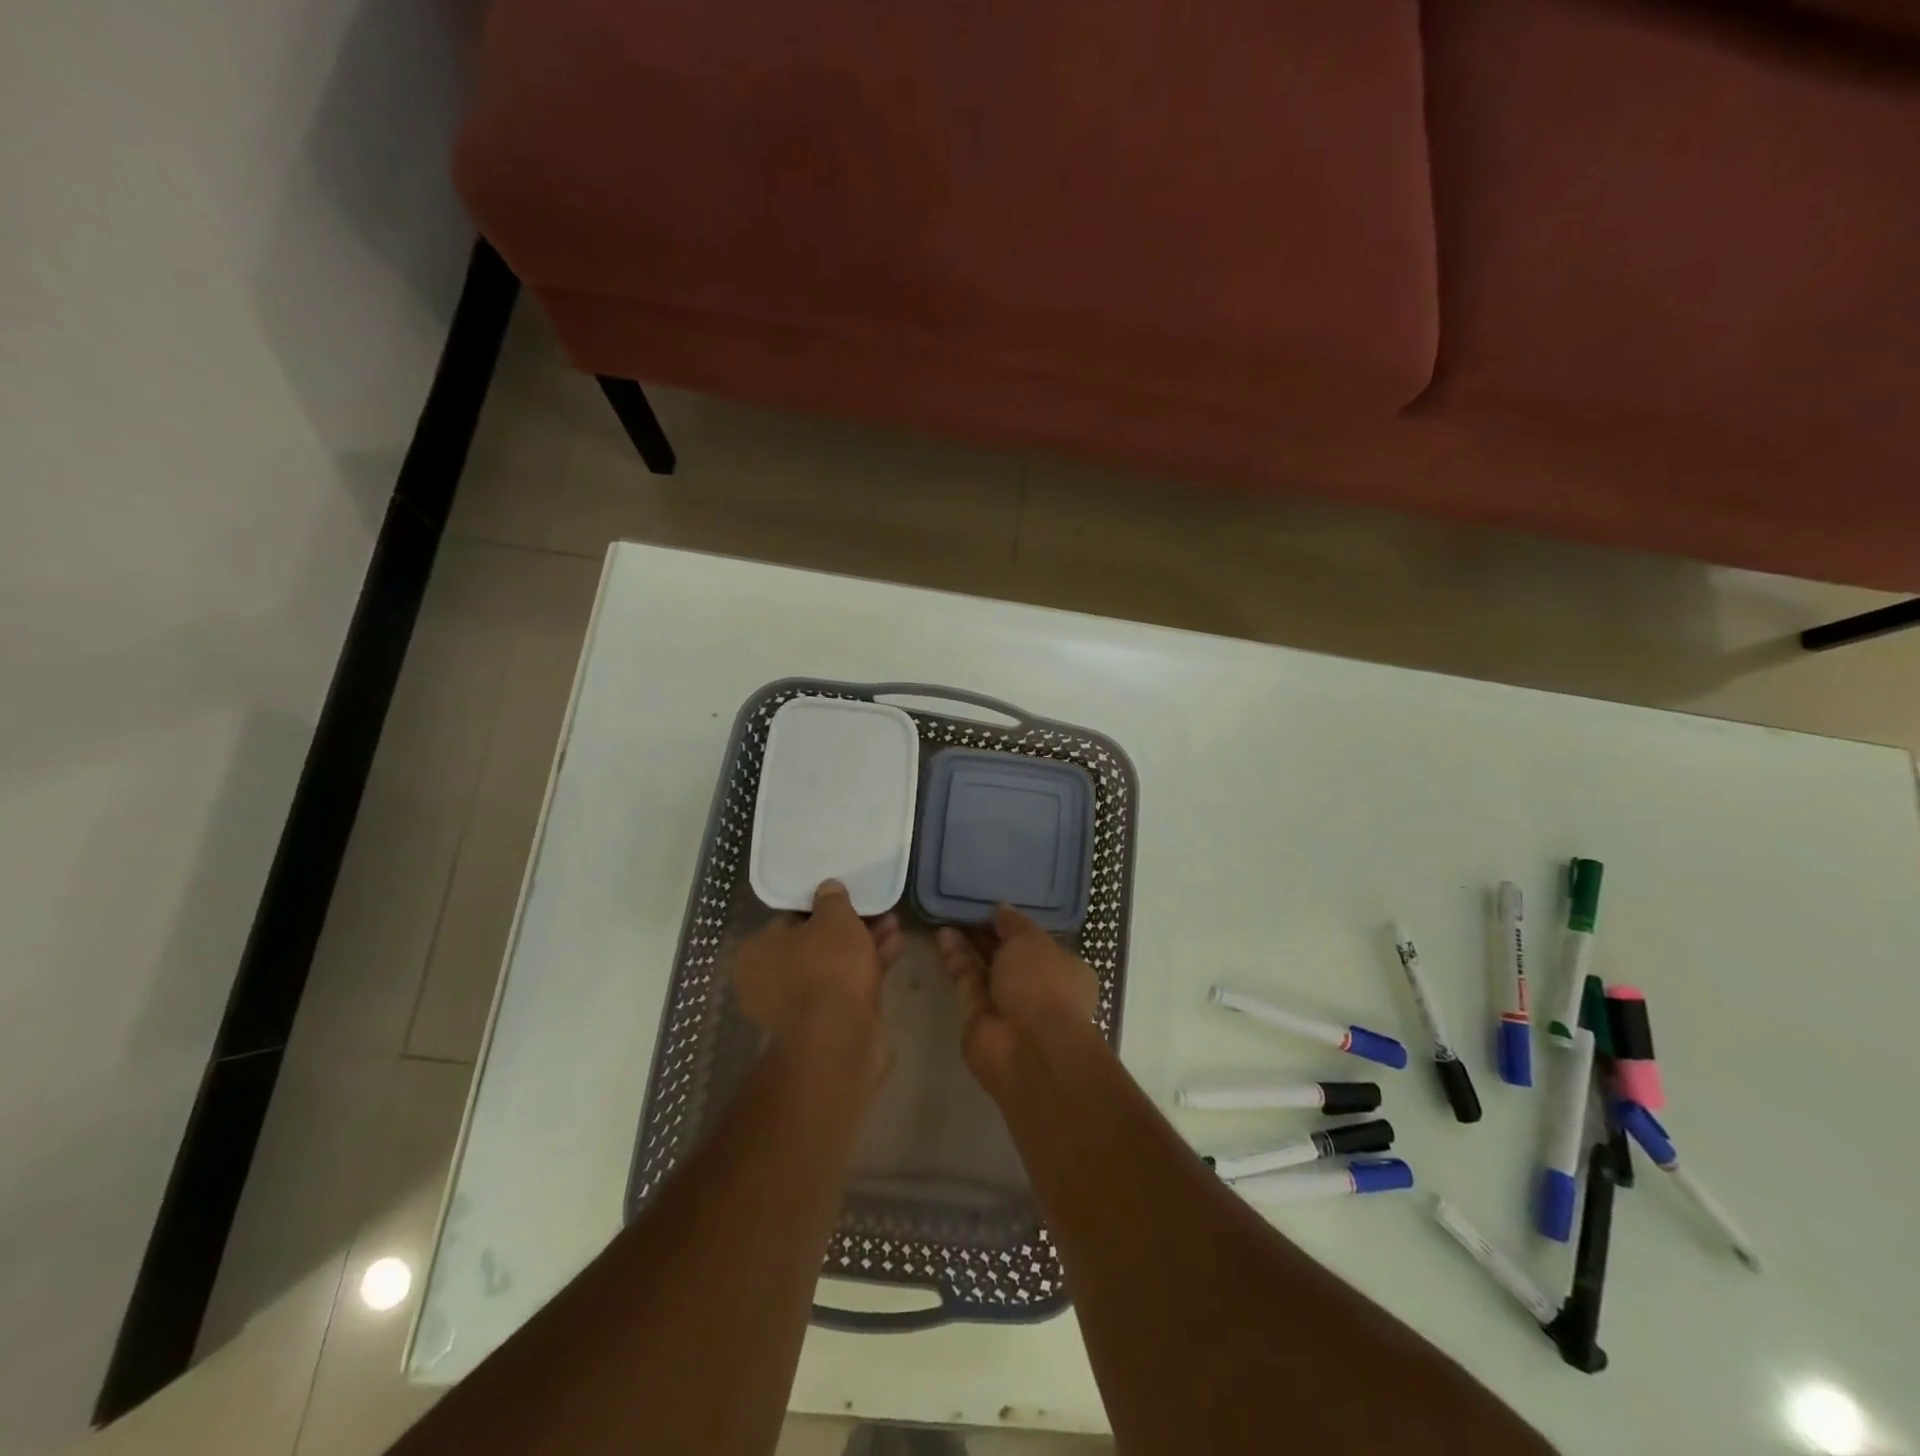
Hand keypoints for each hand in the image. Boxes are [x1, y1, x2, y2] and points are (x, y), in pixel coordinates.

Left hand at [733, 881, 903, 1073]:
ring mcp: (796, 1006)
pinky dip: (868, 967)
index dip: (819, 908)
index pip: (787, 920)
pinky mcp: (824, 1024)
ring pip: (833, 966)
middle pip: (813, 944)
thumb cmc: (827, 967)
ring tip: (894, 924)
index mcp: (755, 952)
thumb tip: (828, 888)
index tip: (844, 900)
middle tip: (875, 910)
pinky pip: (845, 986)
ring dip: (863, 945)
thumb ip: (832, 899)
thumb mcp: (834, 918)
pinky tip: (896, 946)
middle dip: (848, 928)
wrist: (840, 1038)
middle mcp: (767, 980)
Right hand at [935, 905, 1099, 1092]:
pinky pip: (967, 982)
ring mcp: (1007, 1005)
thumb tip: (1001, 908)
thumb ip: (1013, 923)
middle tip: (962, 908)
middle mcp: (1037, 987)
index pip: (1037, 942)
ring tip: (946, 916)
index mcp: (1063, 969)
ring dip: (967, 945)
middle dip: (986, 934)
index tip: (992, 905)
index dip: (1014, 925)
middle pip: (1007, 955)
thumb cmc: (1043, 984)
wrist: (1030, 1049)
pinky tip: (942, 936)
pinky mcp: (979, 1018)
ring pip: (984, 969)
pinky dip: (956, 961)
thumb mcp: (1031, 940)